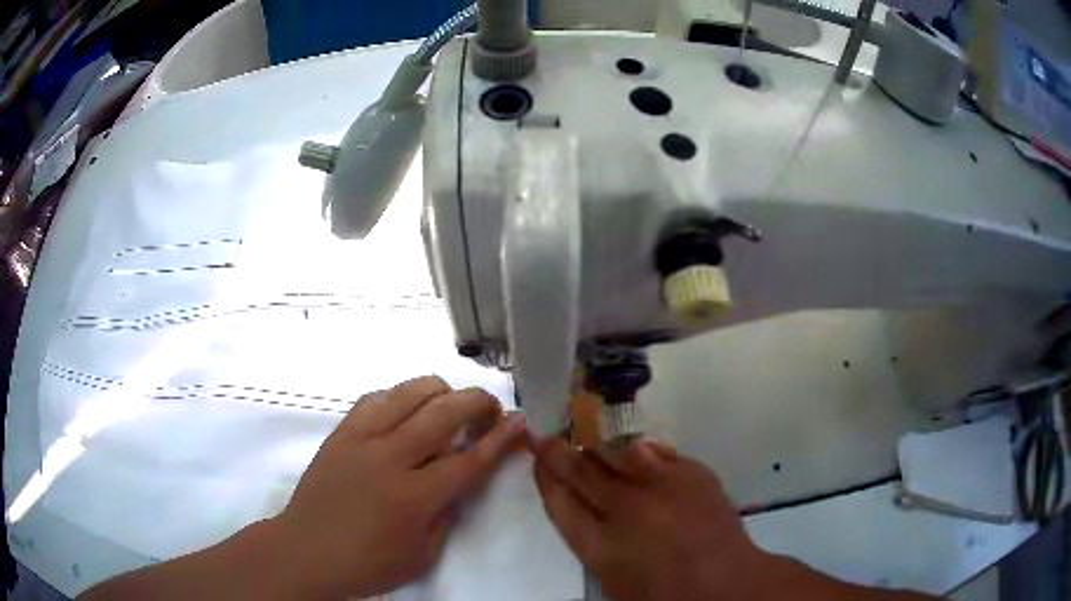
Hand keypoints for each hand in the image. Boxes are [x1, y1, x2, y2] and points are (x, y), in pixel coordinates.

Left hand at [274, 376, 526, 598]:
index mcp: (414, 497)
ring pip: (409, 393)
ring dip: (440, 392)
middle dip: (478, 402)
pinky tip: (405, 413)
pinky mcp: (340, 433)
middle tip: (491, 410)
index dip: (501, 438)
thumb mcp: (422, 555)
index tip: (521, 420)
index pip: (470, 459)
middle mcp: (389, 459)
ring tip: (449, 408)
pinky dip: (400, 397)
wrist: (306, 551)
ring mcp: (361, 440)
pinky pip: (375, 398)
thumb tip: (458, 478)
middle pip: (444, 412)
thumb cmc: (367, 564)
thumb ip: (446, 513)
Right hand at [532, 438, 768, 600]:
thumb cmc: (661, 591)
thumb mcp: (612, 576)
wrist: (724, 581)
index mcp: (600, 544)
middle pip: (582, 470)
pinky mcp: (692, 472)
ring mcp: (662, 485)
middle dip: (558, 451)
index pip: (559, 501)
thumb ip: (592, 538)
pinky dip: (640, 451)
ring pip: (617, 451)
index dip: (545, 477)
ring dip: (597, 443)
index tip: (536, 458)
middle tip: (545, 435)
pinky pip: (657, 451)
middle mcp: (627, 507)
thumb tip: (584, 503)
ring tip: (585, 433)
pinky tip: (634, 448)